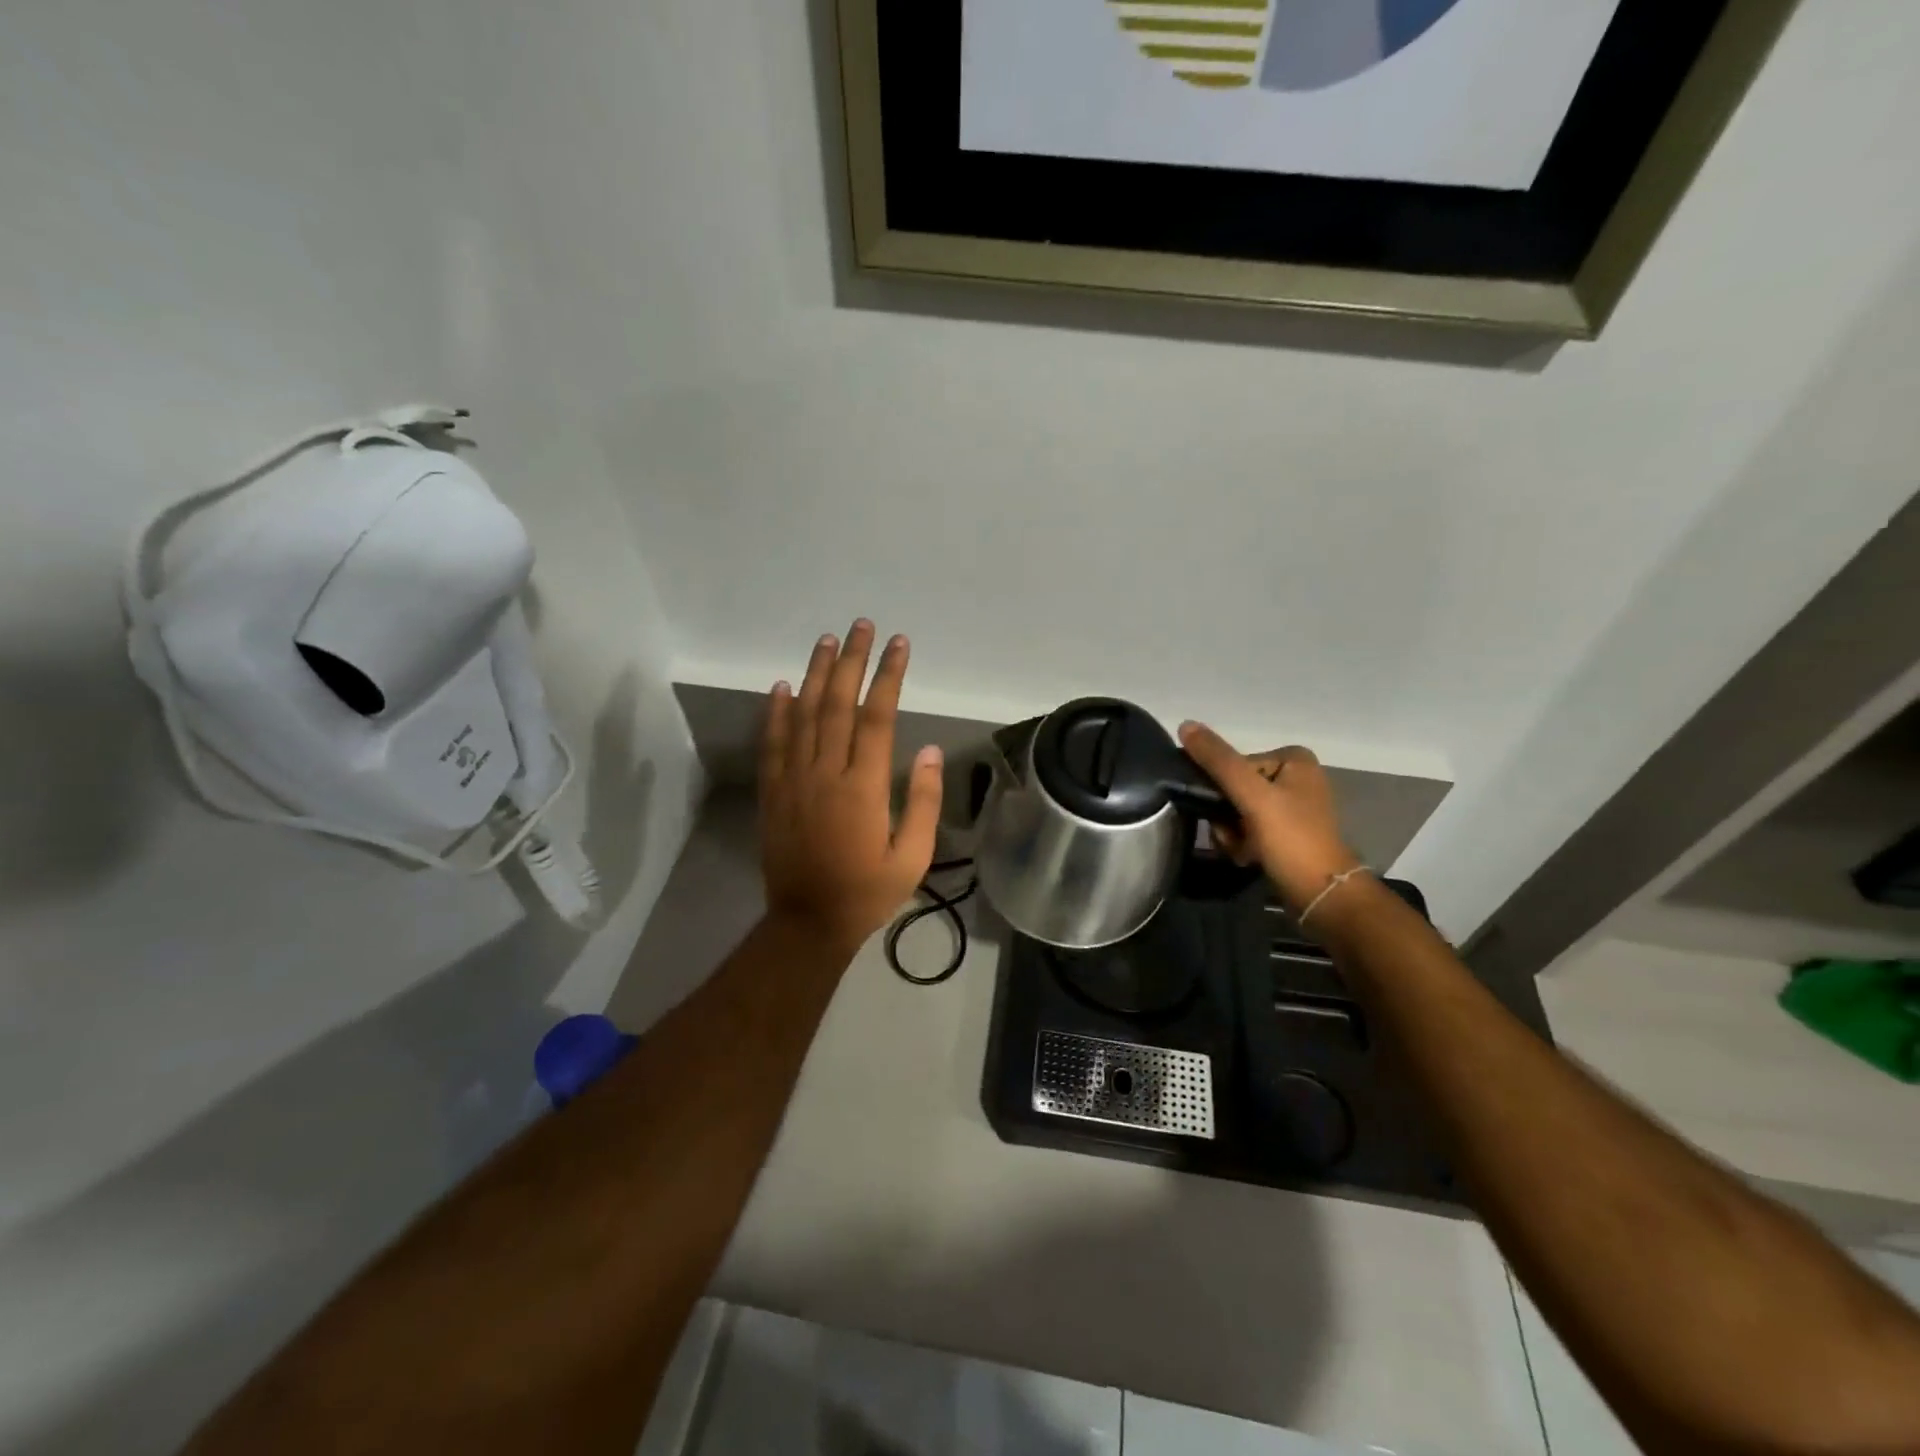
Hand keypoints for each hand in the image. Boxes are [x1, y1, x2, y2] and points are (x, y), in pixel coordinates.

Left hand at [760, 620, 943, 956]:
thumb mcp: (912, 856)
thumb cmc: (867, 891)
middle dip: (851, 660)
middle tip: (861, 625)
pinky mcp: (772, 792)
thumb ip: (921, 801)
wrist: (807, 923)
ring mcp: (793, 781)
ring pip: (803, 715)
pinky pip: (772, 743)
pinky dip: (775, 712)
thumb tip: (927, 749)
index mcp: (863, 788)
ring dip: (815, 674)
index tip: (899, 644)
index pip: (877, 716)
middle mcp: (825, 774)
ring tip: (827, 640)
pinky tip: (781, 685)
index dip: (888, 676)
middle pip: (837, 703)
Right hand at [1177, 723, 1360, 914]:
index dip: (1222, 791)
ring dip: (1231, 833)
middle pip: (1234, 788)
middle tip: (1233, 837)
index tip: (1226, 814)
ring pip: (1237, 811)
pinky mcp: (1287, 832)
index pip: (1234, 765)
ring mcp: (1291, 806)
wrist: (1322, 897)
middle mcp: (1295, 777)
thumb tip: (1184, 724)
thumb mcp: (1252, 795)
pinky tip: (1249, 857)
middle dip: (1226, 816)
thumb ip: (1218, 761)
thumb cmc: (1291, 839)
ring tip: (1242, 851)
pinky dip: (1242, 843)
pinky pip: (1248, 828)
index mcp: (1294, 759)